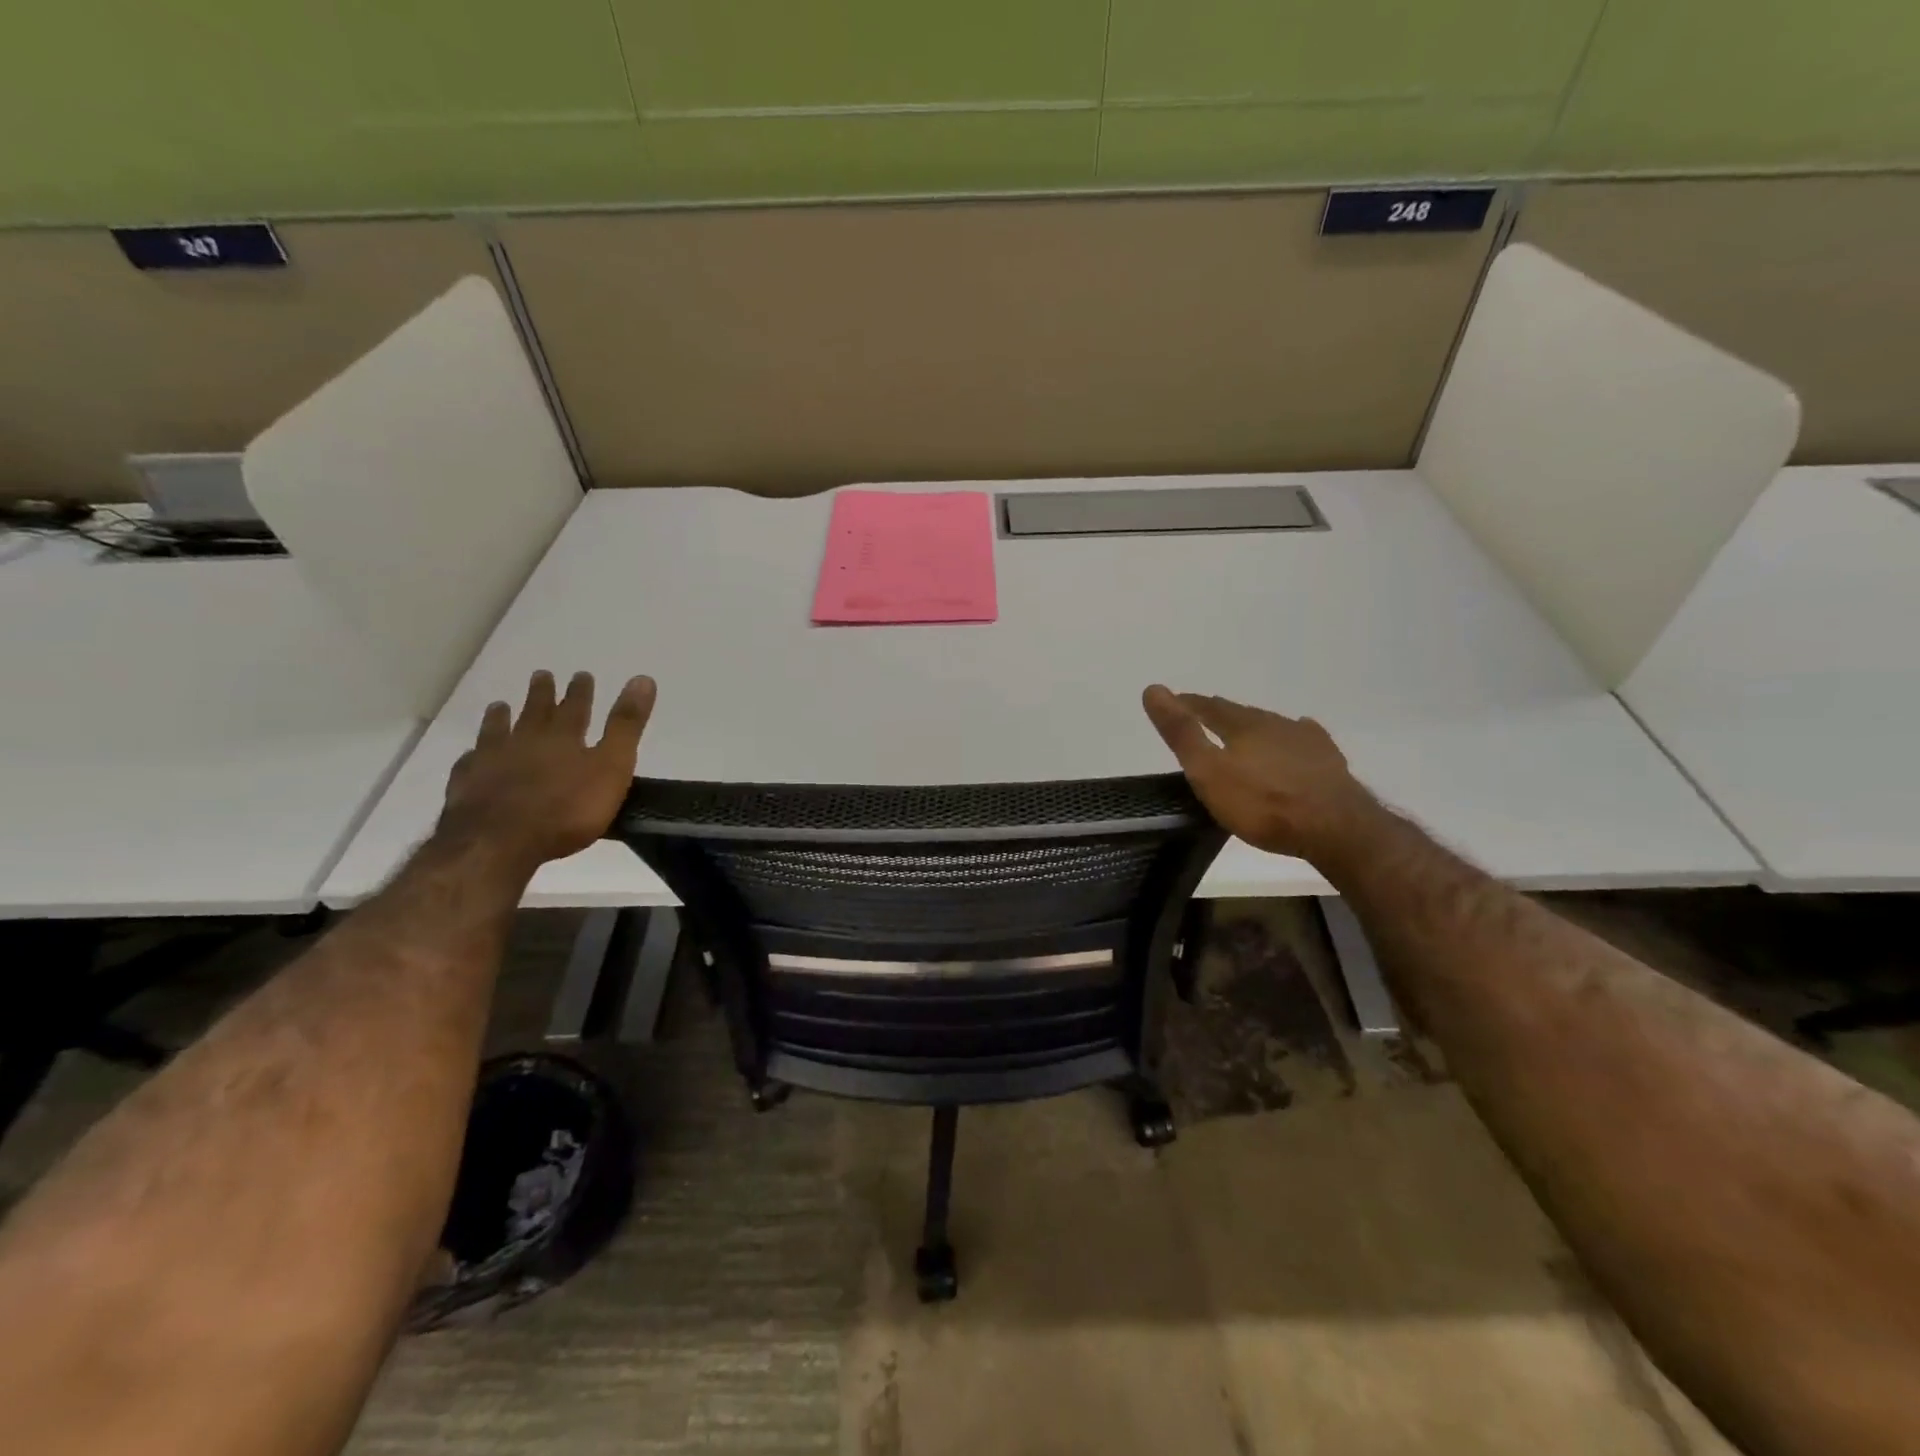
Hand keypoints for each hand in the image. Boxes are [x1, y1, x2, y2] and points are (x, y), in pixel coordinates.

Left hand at [436, 671, 656, 875]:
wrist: (499, 842)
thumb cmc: (567, 809)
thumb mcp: (612, 766)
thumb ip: (626, 726)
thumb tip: (643, 679)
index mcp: (564, 737)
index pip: (576, 706)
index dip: (581, 690)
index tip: (582, 674)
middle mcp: (525, 740)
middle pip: (535, 711)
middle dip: (542, 694)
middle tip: (542, 675)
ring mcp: (491, 761)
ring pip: (497, 731)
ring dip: (501, 717)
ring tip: (500, 705)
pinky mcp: (466, 785)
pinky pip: (470, 763)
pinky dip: (473, 755)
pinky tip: (471, 755)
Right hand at [1142, 685, 1379, 861]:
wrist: (1336, 828)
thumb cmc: (1263, 804)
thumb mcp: (1208, 772)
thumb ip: (1182, 733)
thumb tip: (1153, 689)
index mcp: (1243, 725)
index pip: (1208, 707)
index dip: (1188, 704)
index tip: (1172, 701)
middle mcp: (1274, 723)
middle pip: (1241, 713)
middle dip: (1220, 713)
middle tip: (1204, 715)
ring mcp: (1305, 740)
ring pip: (1272, 725)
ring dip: (1254, 726)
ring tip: (1243, 731)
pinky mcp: (1328, 761)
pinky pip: (1305, 739)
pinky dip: (1292, 736)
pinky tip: (1299, 735)